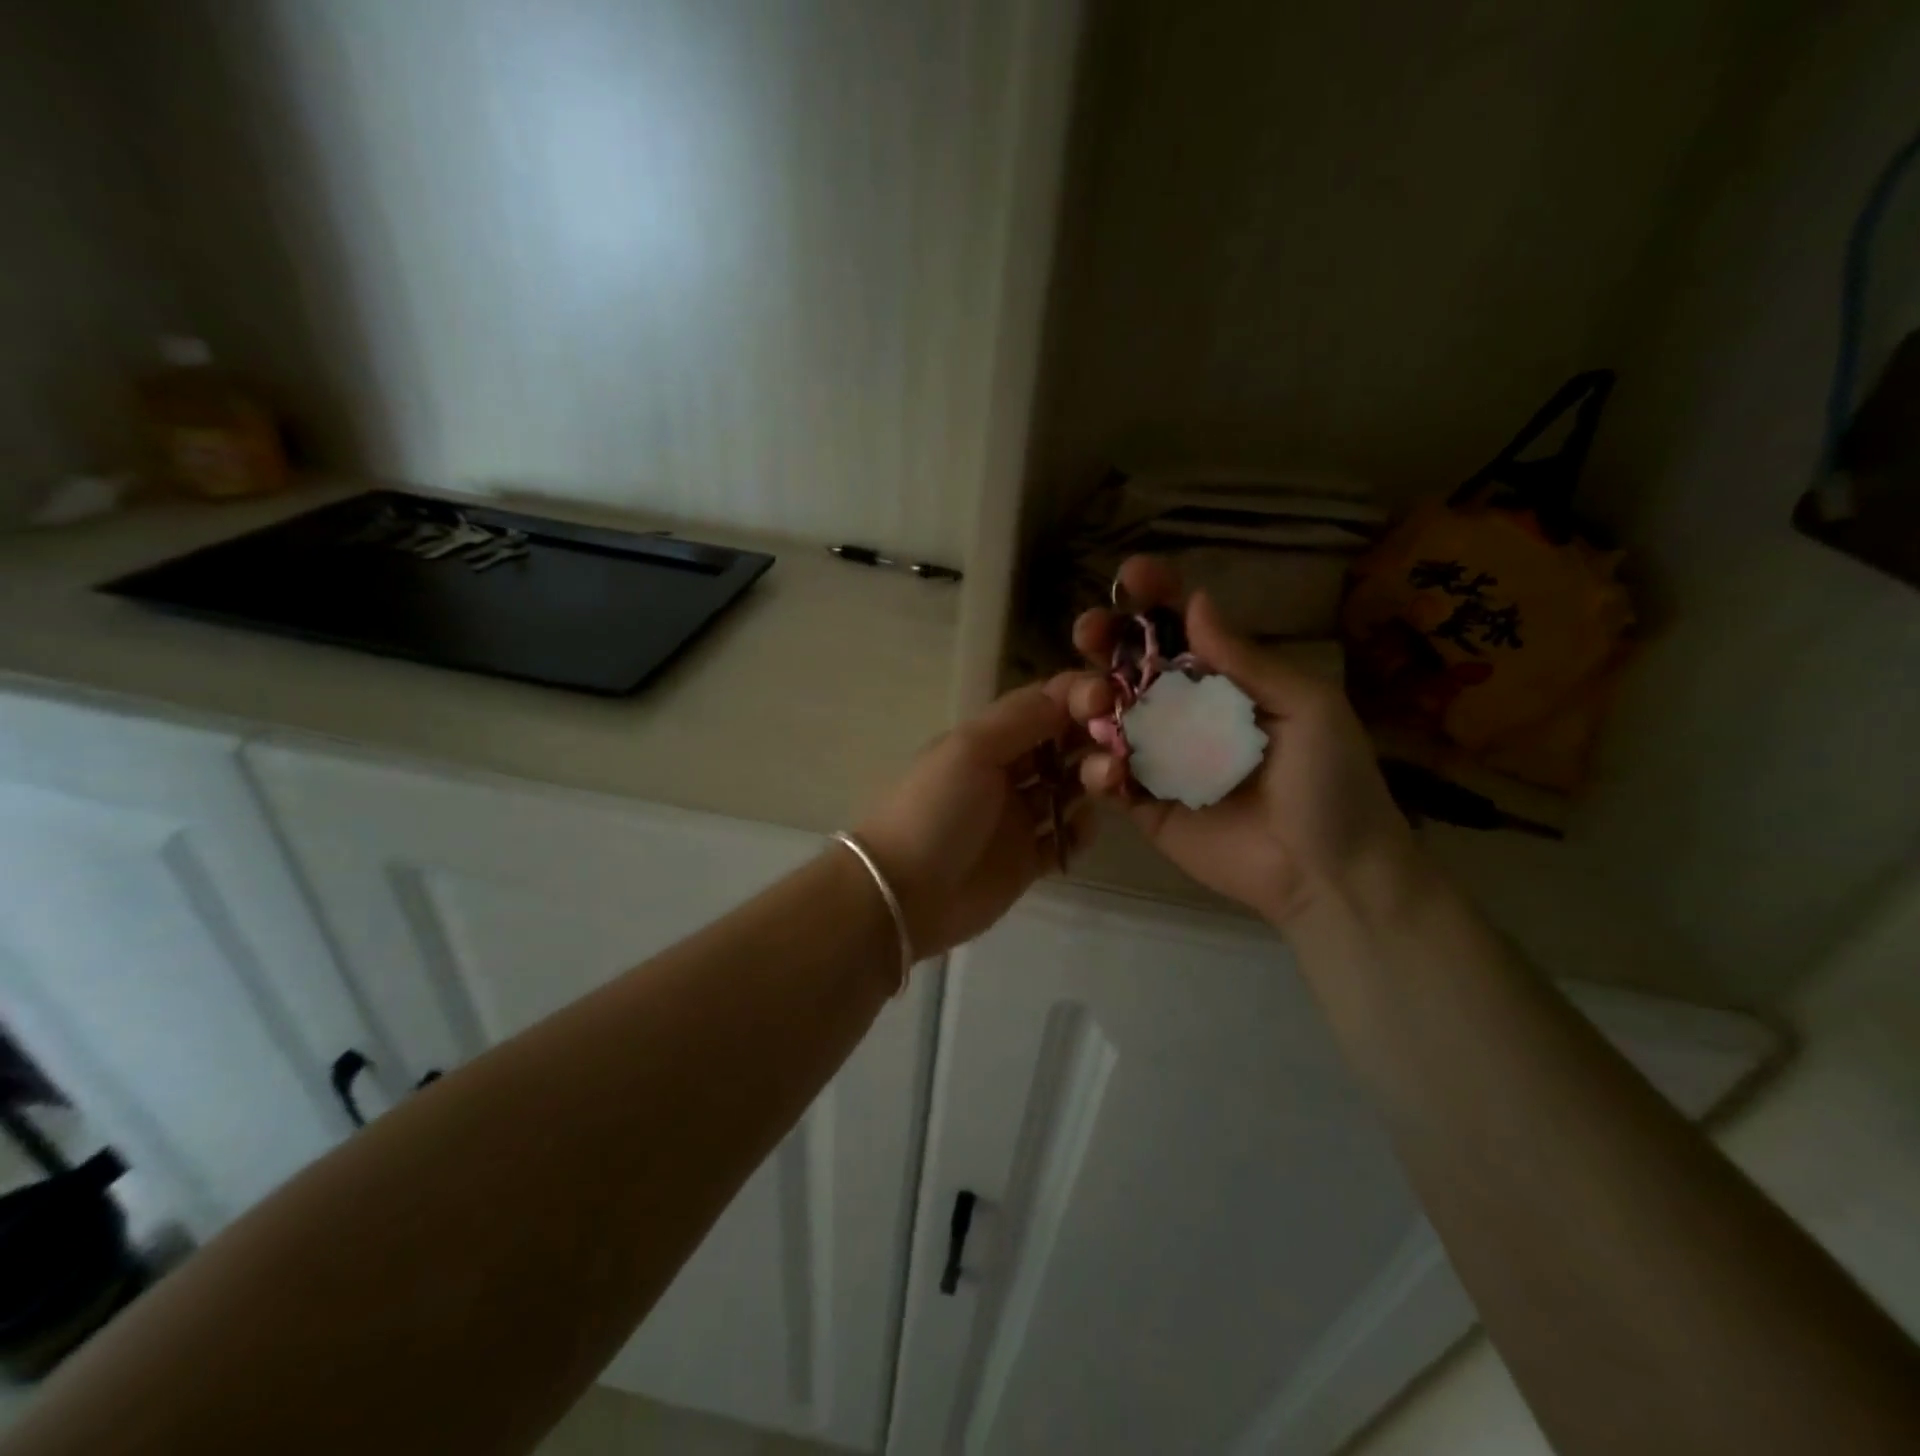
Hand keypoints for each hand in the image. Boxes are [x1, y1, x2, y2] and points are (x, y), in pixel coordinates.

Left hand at [856, 678, 1096, 957]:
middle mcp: (1005, 773)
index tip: (1110, 700)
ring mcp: (1017, 818)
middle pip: (1061, 746)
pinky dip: (1080, 830)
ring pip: (1068, 789)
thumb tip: (1072, 691)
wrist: (903, 894)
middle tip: (1116, 749)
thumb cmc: (934, 810)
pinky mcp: (1027, 860)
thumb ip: (1022, 718)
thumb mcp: (970, 750)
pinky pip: (1066, 837)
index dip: (1076, 698)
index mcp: (987, 740)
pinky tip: (1080, 828)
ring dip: (1091, 782)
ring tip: (1103, 785)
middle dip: (1090, 740)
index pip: (1041, 706)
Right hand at [1069, 556, 1415, 927]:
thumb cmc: (1331, 783)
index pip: (1181, 629)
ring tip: (1095, 705)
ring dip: (1089, 700)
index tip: (1131, 575)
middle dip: (1104, 642)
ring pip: (1107, 717)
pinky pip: (1107, 778)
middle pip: (1130, 666)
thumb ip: (1246, 660)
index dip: (1155, 597)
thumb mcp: (1306, 707)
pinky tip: (1111, 771)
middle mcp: (1185, 712)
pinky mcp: (1143, 805)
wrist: (1329, 875)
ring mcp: (1160, 758)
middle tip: (1088, 633)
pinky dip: (1098, 768)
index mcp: (1225, 682)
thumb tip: (1196, 602)